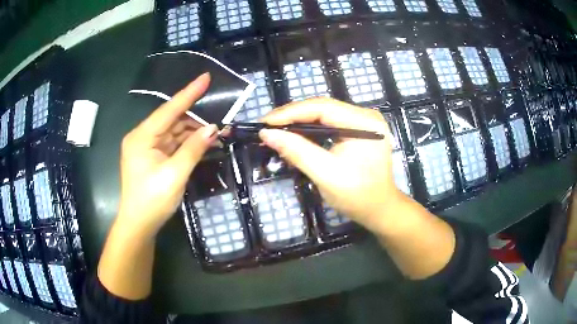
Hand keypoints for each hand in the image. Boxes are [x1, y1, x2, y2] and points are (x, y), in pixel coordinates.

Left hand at [117, 73, 217, 238]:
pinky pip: (173, 144)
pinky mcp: (153, 157)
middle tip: (220, 118)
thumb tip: (214, 128)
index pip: (169, 109)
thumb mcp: (175, 174)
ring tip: (216, 132)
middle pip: (172, 120)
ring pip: (174, 132)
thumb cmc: (152, 201)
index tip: (206, 77)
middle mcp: (143, 137)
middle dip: (196, 119)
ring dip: (193, 132)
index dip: (189, 93)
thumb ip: (194, 149)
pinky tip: (203, 143)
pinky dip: (187, 144)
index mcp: (142, 137)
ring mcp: (147, 147)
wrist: (139, 225)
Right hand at [259, 98, 410, 232]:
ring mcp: (362, 122)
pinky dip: (310, 130)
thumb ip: (297, 151)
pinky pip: (329, 124)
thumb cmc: (357, 196)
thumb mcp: (326, 175)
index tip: (265, 122)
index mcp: (364, 123)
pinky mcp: (357, 130)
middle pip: (322, 108)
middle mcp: (365, 116)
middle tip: (267, 126)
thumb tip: (267, 134)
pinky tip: (294, 135)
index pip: (322, 107)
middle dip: (292, 116)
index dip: (291, 112)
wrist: (379, 209)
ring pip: (323, 115)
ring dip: (299, 122)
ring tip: (275, 130)